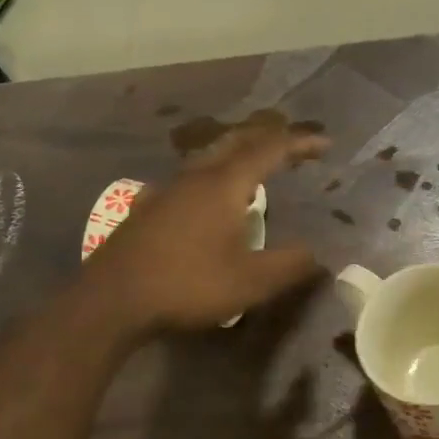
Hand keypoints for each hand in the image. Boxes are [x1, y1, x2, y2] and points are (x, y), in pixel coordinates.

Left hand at [84, 121, 329, 331]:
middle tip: (294, 148)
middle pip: (237, 141)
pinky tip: (210, 199)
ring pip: (210, 157)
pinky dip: (215, 176)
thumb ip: (290, 266)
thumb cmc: (187, 285)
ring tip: (258, 170)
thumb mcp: (250, 282)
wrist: (113, 299)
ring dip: (239, 155)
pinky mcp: (150, 208)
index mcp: (224, 184)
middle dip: (269, 139)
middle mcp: (196, 176)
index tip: (325, 145)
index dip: (300, 143)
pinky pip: (192, 178)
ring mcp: (168, 189)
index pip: (270, 149)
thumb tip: (319, 255)